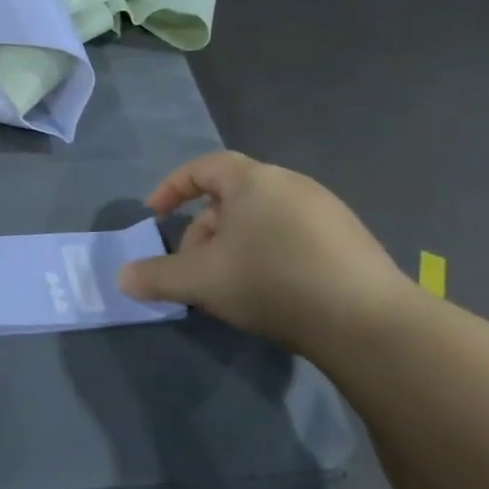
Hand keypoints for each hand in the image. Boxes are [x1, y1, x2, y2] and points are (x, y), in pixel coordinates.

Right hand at [117, 152, 413, 355]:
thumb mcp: (200, 281)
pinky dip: (267, 255)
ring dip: (233, 246)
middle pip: (231, 197)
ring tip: (226, 285)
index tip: (154, 215)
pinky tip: (269, 292)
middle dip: (202, 230)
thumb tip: (122, 278)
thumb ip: (156, 276)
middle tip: (191, 266)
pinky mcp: (349, 241)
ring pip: (261, 220)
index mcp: (254, 180)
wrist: (366, 321)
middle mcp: (291, 184)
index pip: (203, 167)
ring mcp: (326, 211)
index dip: (172, 188)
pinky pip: (291, 237)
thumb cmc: (271, 281)